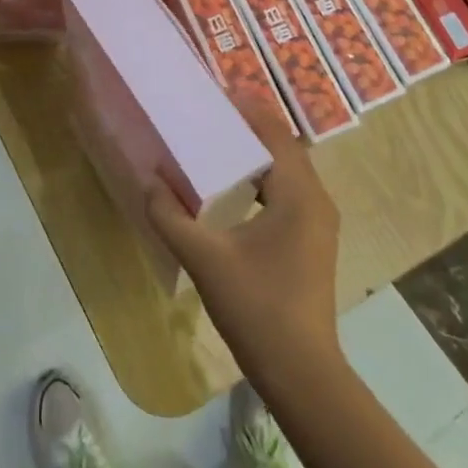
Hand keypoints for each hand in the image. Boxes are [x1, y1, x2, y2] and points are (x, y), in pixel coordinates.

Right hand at [146, 100, 343, 385]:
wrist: (302, 373)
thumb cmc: (257, 309)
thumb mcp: (205, 260)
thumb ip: (171, 217)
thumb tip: (150, 181)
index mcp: (299, 194)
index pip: (275, 133)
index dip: (247, 109)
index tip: (212, 95)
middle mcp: (316, 199)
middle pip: (282, 147)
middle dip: (246, 128)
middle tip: (204, 116)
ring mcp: (318, 222)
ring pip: (286, 170)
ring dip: (254, 154)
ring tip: (212, 144)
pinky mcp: (312, 240)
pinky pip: (287, 192)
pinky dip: (260, 179)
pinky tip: (230, 190)